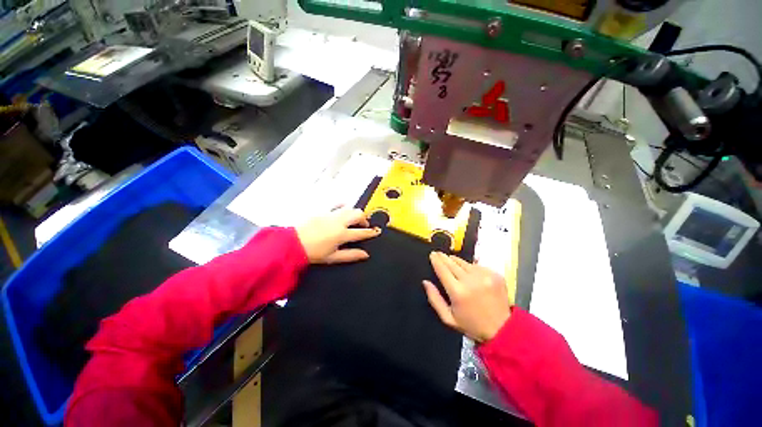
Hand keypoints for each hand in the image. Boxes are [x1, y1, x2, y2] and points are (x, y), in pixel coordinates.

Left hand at [296, 208, 380, 263]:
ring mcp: (330, 214)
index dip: (370, 232)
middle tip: (364, 225)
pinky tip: (342, 210)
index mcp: (341, 234)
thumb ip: (351, 255)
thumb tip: (365, 255)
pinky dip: (343, 206)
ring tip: (353, 219)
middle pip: (358, 214)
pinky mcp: (323, 210)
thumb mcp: (333, 257)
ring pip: (349, 208)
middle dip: (364, 219)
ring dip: (354, 213)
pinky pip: (336, 204)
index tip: (375, 232)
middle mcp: (338, 222)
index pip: (361, 232)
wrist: (292, 244)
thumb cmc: (313, 253)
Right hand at [423, 252, 510, 342]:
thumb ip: (434, 299)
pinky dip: (470, 267)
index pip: (442, 269)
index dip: (436, 260)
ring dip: (456, 261)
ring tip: (451, 261)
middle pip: (452, 263)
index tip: (432, 254)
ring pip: (464, 262)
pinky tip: (469, 272)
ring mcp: (485, 276)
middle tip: (438, 253)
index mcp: (458, 292)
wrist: (503, 329)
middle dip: (444, 257)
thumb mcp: (448, 318)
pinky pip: (477, 266)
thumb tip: (425, 281)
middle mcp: (471, 280)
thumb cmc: (471, 325)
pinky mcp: (495, 275)